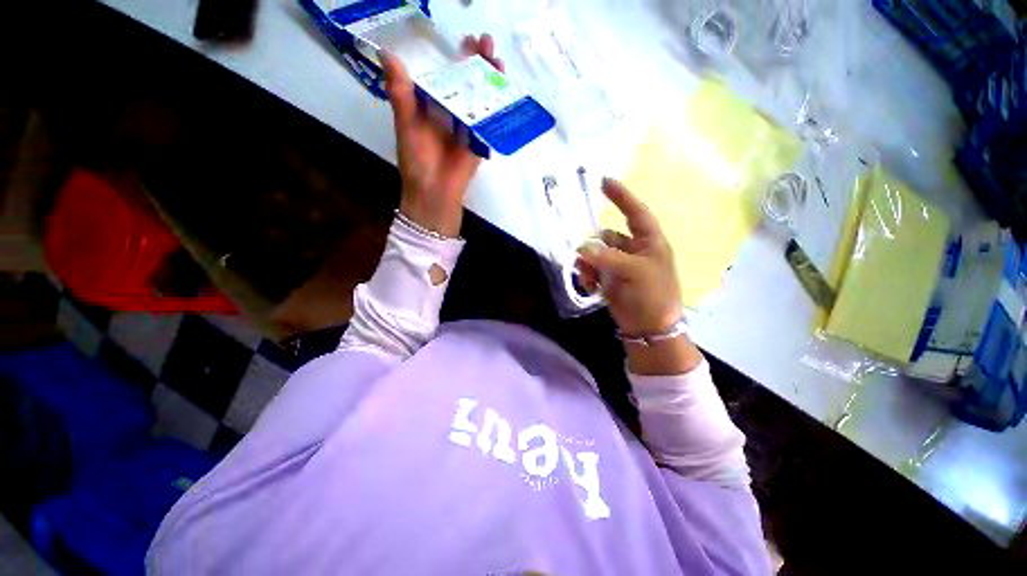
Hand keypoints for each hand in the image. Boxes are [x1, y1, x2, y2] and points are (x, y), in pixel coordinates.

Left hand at [382, 35, 504, 237]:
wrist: (435, 192)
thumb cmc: (417, 160)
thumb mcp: (406, 124)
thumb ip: (401, 93)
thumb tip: (387, 54)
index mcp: (432, 106)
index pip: (446, 75)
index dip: (457, 57)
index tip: (467, 40)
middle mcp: (451, 114)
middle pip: (467, 84)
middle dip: (478, 64)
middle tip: (487, 44)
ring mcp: (468, 128)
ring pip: (481, 99)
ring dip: (491, 81)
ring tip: (499, 62)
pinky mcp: (480, 143)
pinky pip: (488, 123)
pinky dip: (497, 108)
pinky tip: (505, 92)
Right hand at [577, 179, 681, 334]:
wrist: (649, 328)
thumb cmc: (653, 296)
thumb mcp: (635, 273)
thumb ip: (608, 258)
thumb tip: (581, 248)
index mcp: (649, 242)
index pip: (635, 213)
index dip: (622, 197)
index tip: (604, 181)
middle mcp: (633, 249)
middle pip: (606, 237)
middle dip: (593, 247)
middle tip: (585, 259)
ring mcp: (619, 265)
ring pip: (595, 254)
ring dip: (588, 264)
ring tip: (590, 278)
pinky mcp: (609, 278)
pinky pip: (592, 269)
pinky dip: (588, 275)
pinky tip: (591, 286)